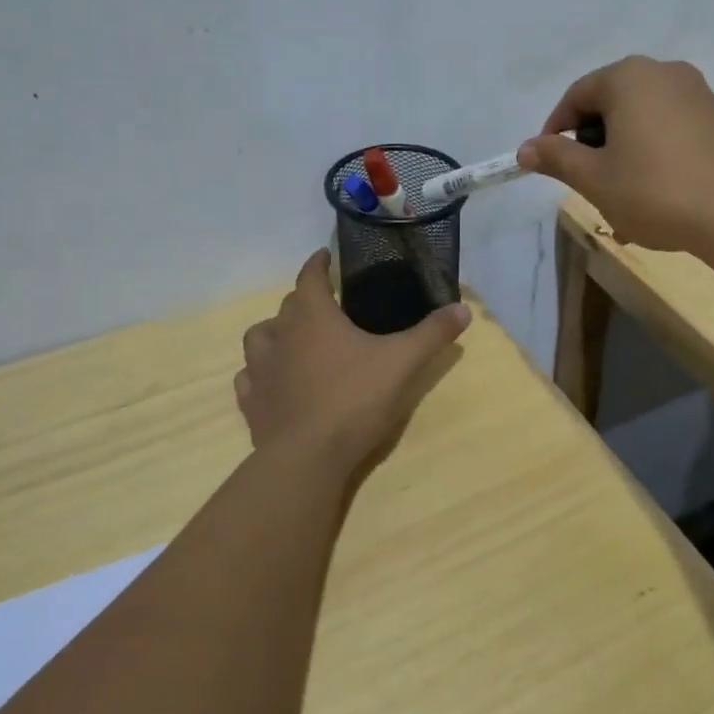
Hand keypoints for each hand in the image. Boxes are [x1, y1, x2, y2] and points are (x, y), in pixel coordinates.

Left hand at [236, 249, 469, 473]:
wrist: (308, 457)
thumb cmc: (355, 399)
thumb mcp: (403, 362)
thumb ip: (432, 333)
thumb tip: (463, 308)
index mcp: (312, 316)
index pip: (310, 276)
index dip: (318, 263)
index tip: (325, 255)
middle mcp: (280, 334)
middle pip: (288, 305)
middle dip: (305, 299)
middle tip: (326, 305)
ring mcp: (260, 369)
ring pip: (260, 337)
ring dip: (276, 332)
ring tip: (294, 340)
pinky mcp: (252, 402)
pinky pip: (250, 377)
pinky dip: (261, 372)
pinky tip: (275, 382)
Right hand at [517, 55, 713, 250]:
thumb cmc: (655, 190)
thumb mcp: (594, 179)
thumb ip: (556, 158)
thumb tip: (525, 149)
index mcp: (628, 77)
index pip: (577, 96)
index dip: (555, 131)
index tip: (549, 163)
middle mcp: (665, 73)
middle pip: (611, 103)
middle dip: (593, 142)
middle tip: (587, 181)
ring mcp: (699, 94)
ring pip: (643, 119)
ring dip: (623, 151)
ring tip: (621, 195)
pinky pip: (672, 129)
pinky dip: (654, 154)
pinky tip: (657, 193)